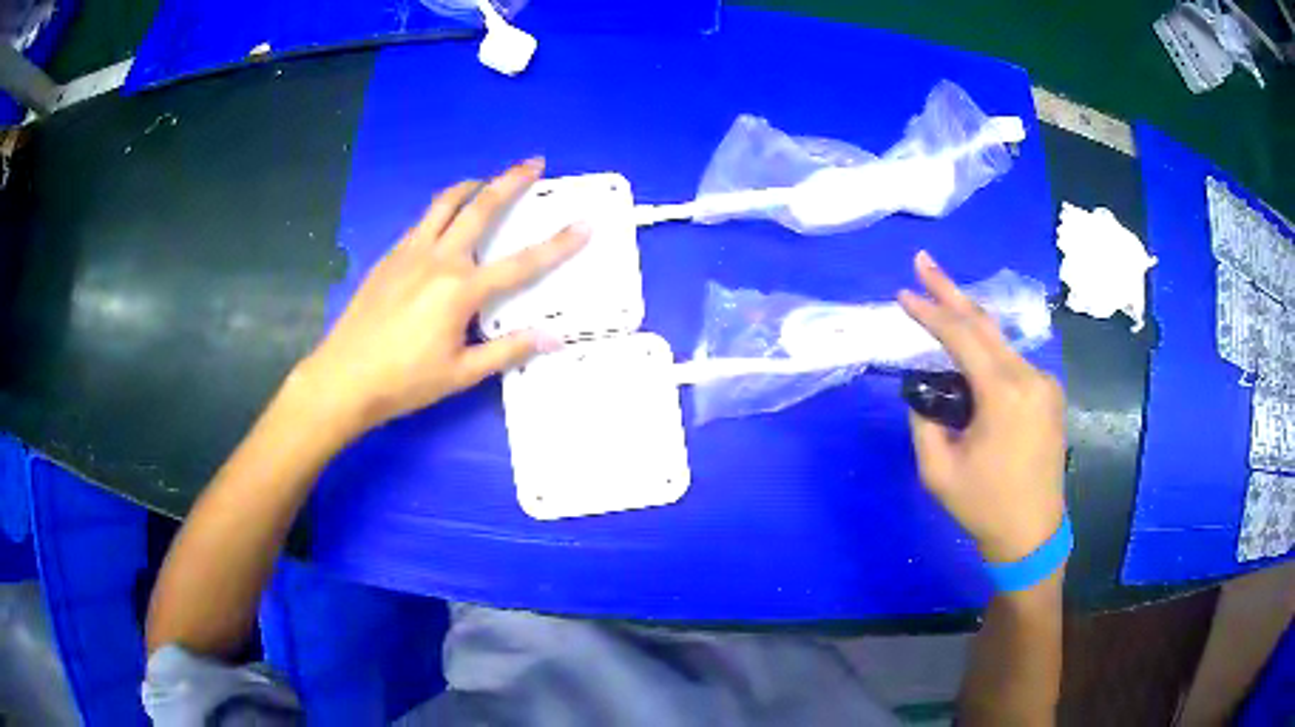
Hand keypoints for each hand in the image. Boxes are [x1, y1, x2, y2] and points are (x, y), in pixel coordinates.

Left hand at [298, 158, 587, 434]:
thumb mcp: (461, 373)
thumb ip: (507, 350)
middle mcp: (439, 259)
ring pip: (445, 203)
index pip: (522, 263)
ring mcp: (410, 253)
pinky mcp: (390, 257)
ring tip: (487, 180)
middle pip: (481, 208)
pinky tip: (445, 221)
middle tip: (534, 162)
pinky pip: (422, 222)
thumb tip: (553, 338)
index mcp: (461, 290)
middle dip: (511, 181)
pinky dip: (442, 210)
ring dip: (471, 185)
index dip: (558, 243)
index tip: (584, 223)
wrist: (344, 377)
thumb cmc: (404, 381)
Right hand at [898, 251, 1066, 563]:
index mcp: (1005, 395)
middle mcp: (1030, 377)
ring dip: (968, 322)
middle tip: (922, 261)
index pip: (962, 338)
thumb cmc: (984, 506)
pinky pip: (1011, 361)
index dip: (930, 312)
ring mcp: (1044, 384)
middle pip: (985, 324)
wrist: (1033, 532)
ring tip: (939, 298)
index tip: (903, 293)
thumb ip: (924, 421)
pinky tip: (968, 350)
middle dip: (951, 291)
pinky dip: (985, 349)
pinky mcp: (1048, 394)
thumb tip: (923, 391)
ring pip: (1000, 341)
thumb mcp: (938, 470)